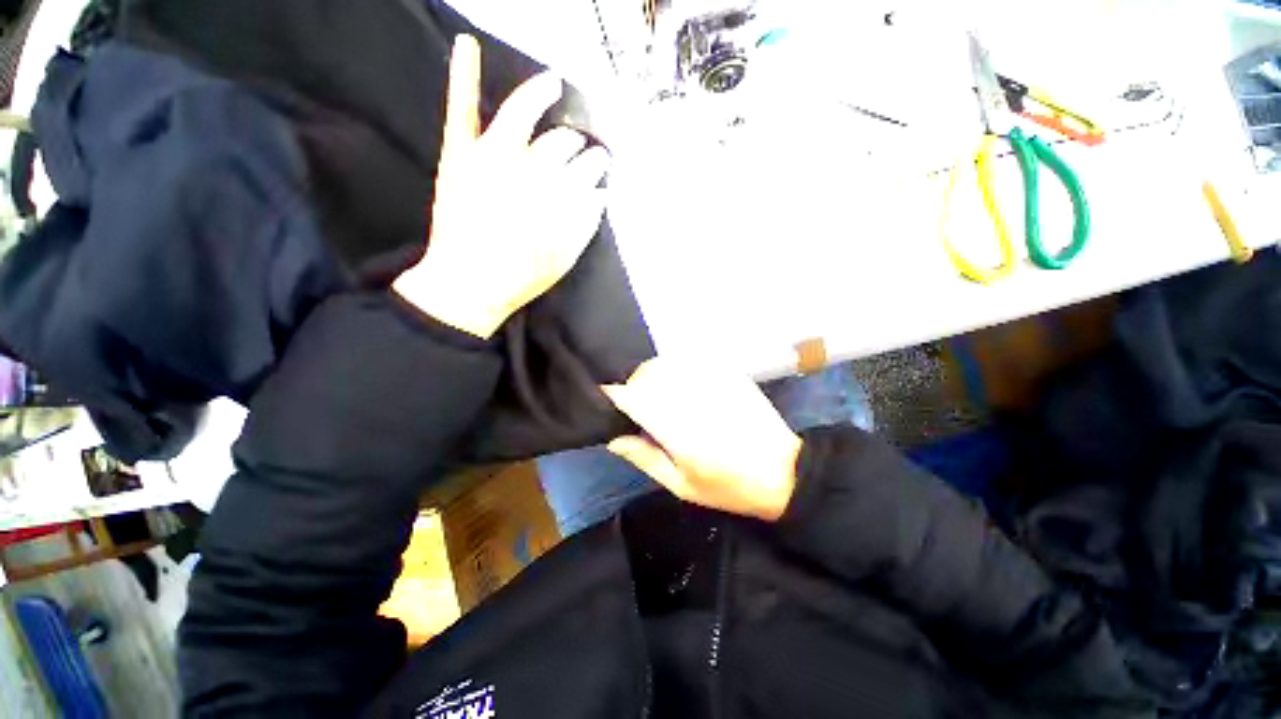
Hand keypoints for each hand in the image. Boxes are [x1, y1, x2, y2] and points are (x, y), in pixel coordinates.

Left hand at [393, 34, 609, 338]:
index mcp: (560, 195)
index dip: (595, 167)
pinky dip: (464, 74)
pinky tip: (468, 43)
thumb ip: (586, 223)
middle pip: (561, 142)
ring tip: (553, 85)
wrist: (469, 286)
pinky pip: (463, 108)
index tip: (599, 167)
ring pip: (526, 114)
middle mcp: (531, 167)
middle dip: (574, 142)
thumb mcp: (566, 257)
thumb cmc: (522, 277)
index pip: (587, 169)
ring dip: (543, 97)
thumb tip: (599, 196)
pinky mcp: (461, 155)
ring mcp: (493, 156)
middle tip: (578, 143)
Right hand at [602, 357, 802, 520]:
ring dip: (654, 374)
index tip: (607, 398)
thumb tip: (614, 438)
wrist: (783, 471)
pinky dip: (677, 368)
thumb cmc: (729, 486)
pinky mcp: (727, 373)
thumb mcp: (682, 486)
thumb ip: (645, 458)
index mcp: (679, 429)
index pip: (635, 398)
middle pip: (648, 373)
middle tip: (636, 404)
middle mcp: (692, 397)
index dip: (615, 395)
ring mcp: (712, 381)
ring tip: (659, 394)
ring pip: (668, 362)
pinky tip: (683, 385)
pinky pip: (690, 360)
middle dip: (634, 384)